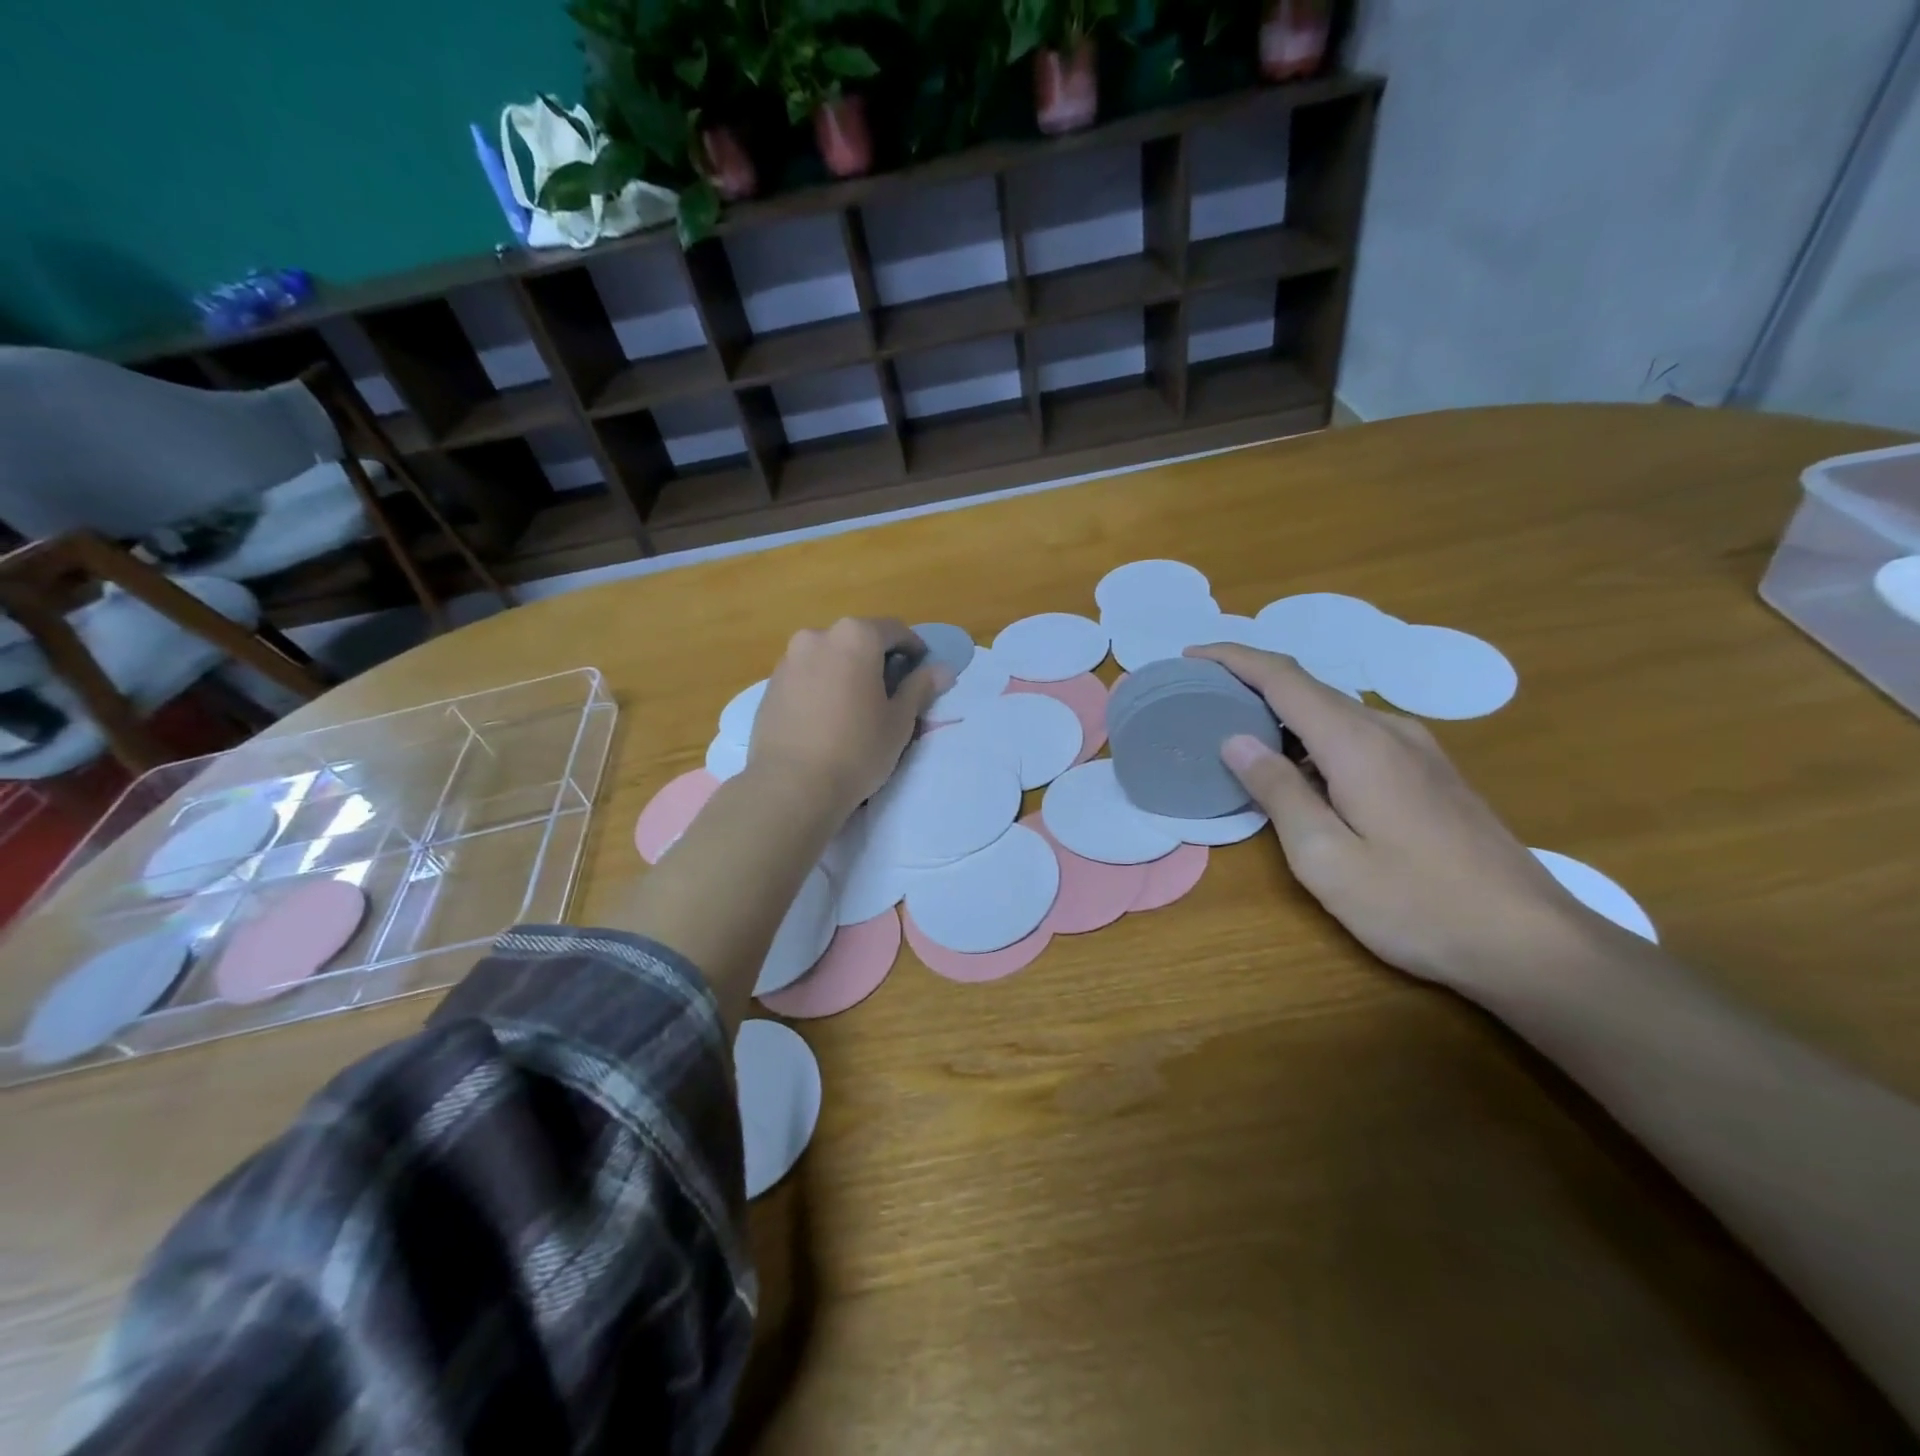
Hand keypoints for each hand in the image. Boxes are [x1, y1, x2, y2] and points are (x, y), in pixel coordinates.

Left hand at [749, 618, 944, 819]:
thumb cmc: (856, 749)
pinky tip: (828, 718)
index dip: (914, 649)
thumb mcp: (899, 721)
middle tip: (891, 692)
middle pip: (858, 639)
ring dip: (847, 671)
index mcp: (855, 637)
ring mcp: (789, 659)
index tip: (922, 673)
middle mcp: (818, 636)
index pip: (894, 630)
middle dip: (877, 659)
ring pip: (829, 656)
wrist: (791, 785)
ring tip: (856, 707)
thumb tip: (943, 670)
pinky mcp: (771, 685)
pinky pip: (806, 675)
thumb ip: (920, 688)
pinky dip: (822, 686)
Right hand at [1188, 644, 1606, 991]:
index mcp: (1357, 743)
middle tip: (1201, 699)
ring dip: (1283, 712)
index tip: (1190, 656)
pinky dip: (1313, 736)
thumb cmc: (1415, 904)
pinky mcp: (1430, 773)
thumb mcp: (1326, 858)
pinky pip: (1357, 734)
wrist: (1530, 943)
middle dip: (1251, 683)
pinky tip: (1299, 769)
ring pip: (1334, 711)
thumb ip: (1279, 792)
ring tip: (1239, 732)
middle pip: (1308, 688)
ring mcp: (1417, 750)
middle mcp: (1389, 731)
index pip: (1283, 678)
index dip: (1233, 659)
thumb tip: (1235, 740)